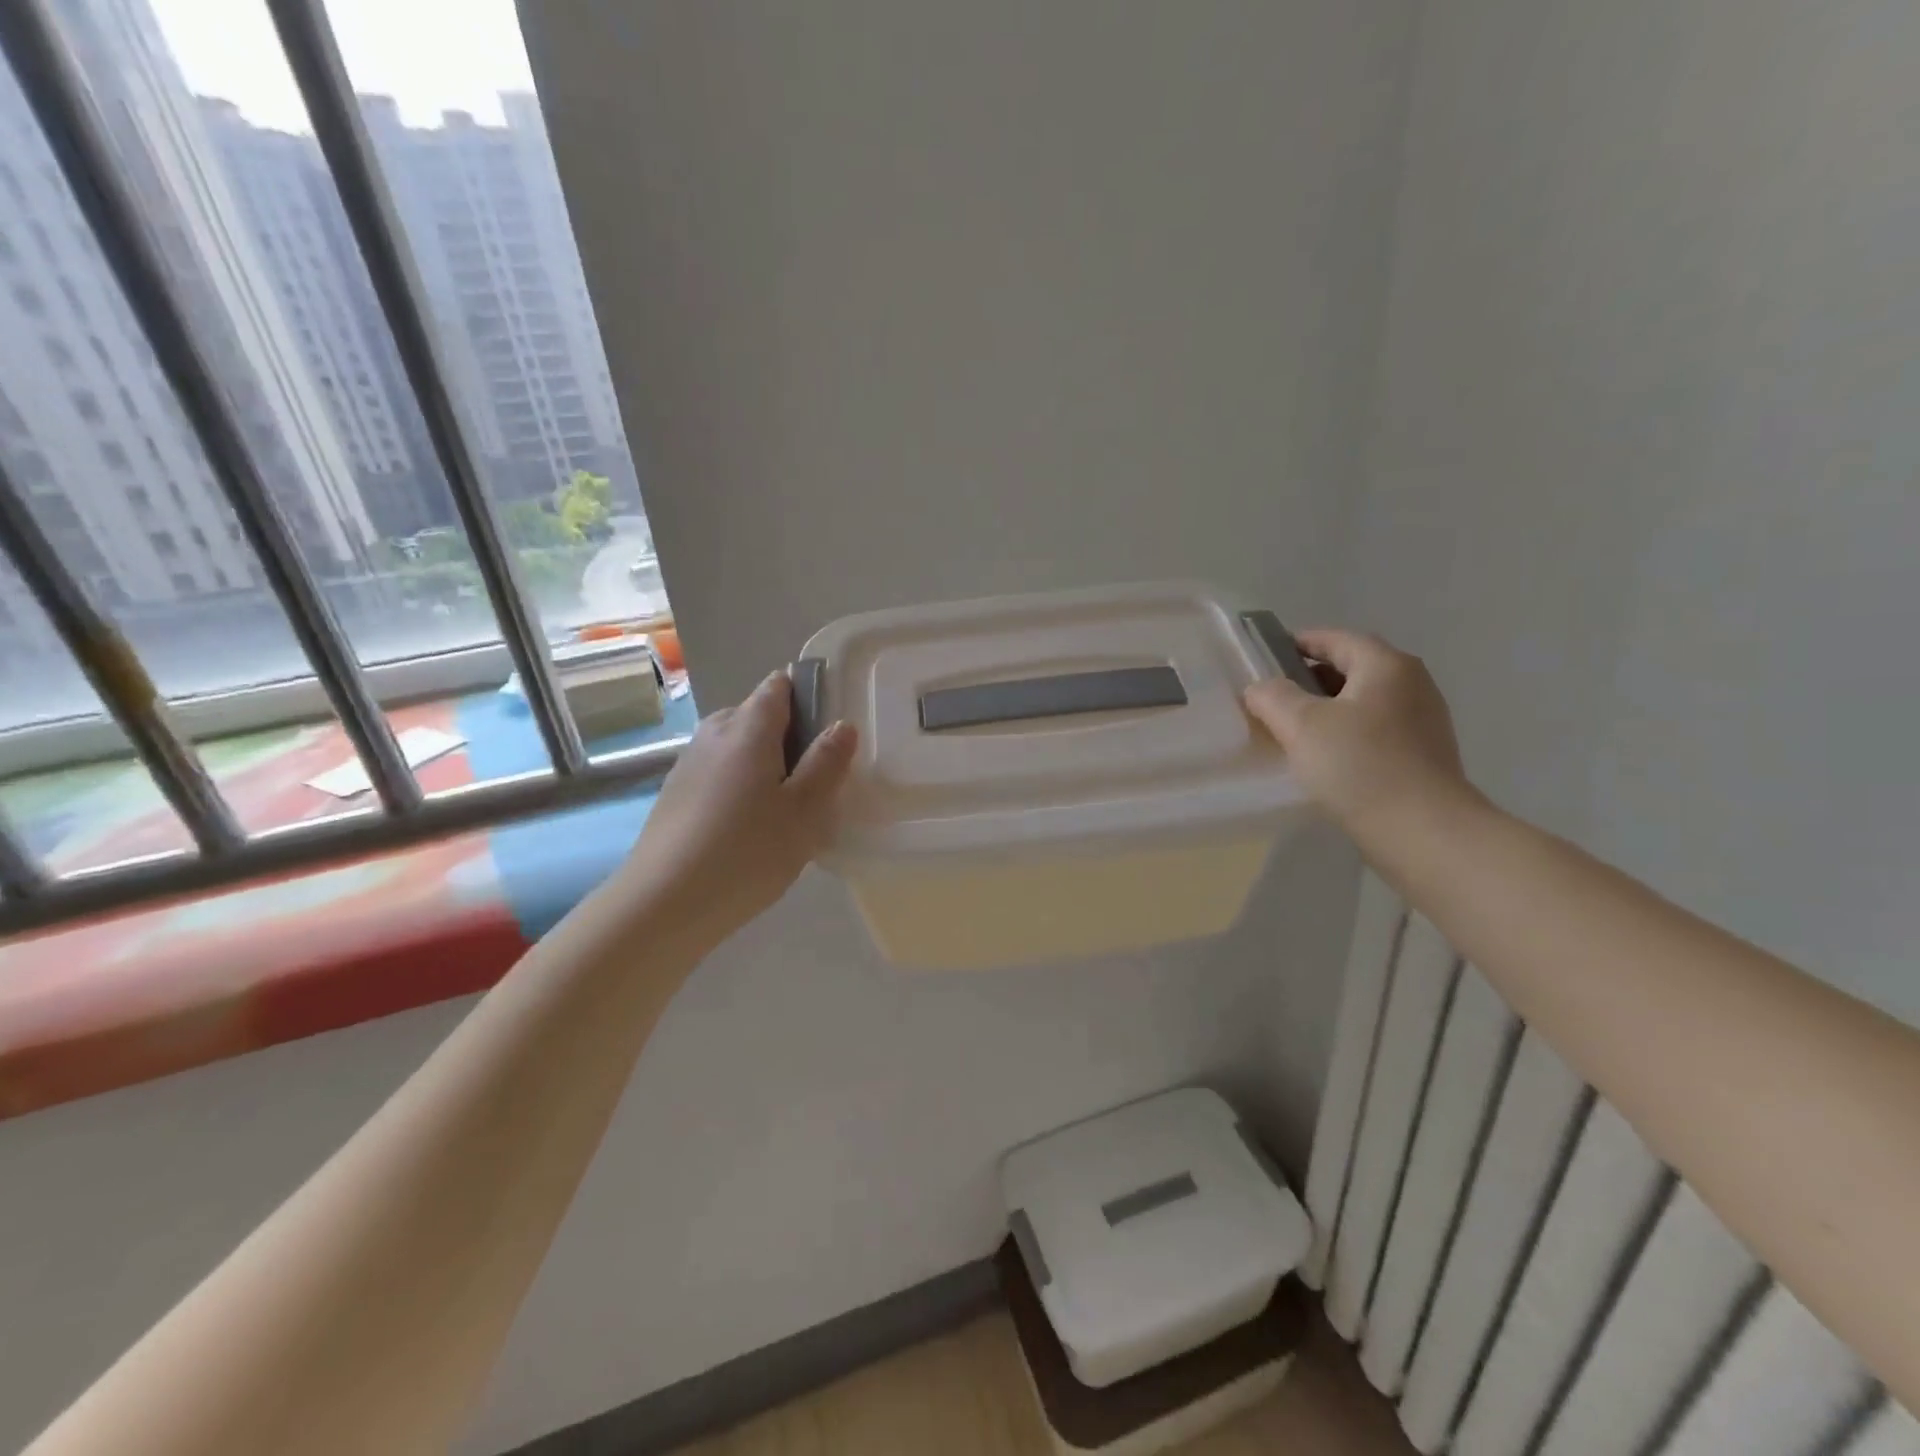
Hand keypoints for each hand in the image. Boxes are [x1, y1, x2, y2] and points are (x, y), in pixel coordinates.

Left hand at [618, 671, 857, 951]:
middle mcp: (714, 733)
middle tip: (814, 781)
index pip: (779, 685)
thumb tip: (842, 725)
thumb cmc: (746, 852)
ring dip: (763, 764)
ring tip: (783, 809)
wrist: (662, 904)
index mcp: (748, 726)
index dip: (808, 697)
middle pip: (758, 715)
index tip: (828, 734)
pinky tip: (747, 829)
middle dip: (789, 736)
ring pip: (737, 747)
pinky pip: (718, 773)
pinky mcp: (674, 794)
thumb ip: (827, 762)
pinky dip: (739, 786)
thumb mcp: (805, 811)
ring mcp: (689, 763)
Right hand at [1243, 628, 1477, 844]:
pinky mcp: (1424, 755)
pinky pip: (1376, 730)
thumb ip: (1273, 697)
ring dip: (1328, 708)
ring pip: (1364, 701)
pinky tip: (1325, 757)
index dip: (1300, 642)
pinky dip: (1347, 732)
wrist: (1423, 832)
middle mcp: (1412, 684)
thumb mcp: (1302, 725)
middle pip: (1353, 668)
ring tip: (1292, 729)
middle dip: (1311, 678)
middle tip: (1273, 697)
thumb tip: (1260, 688)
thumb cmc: (1359, 766)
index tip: (1267, 656)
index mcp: (1386, 665)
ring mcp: (1423, 721)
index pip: (1337, 639)